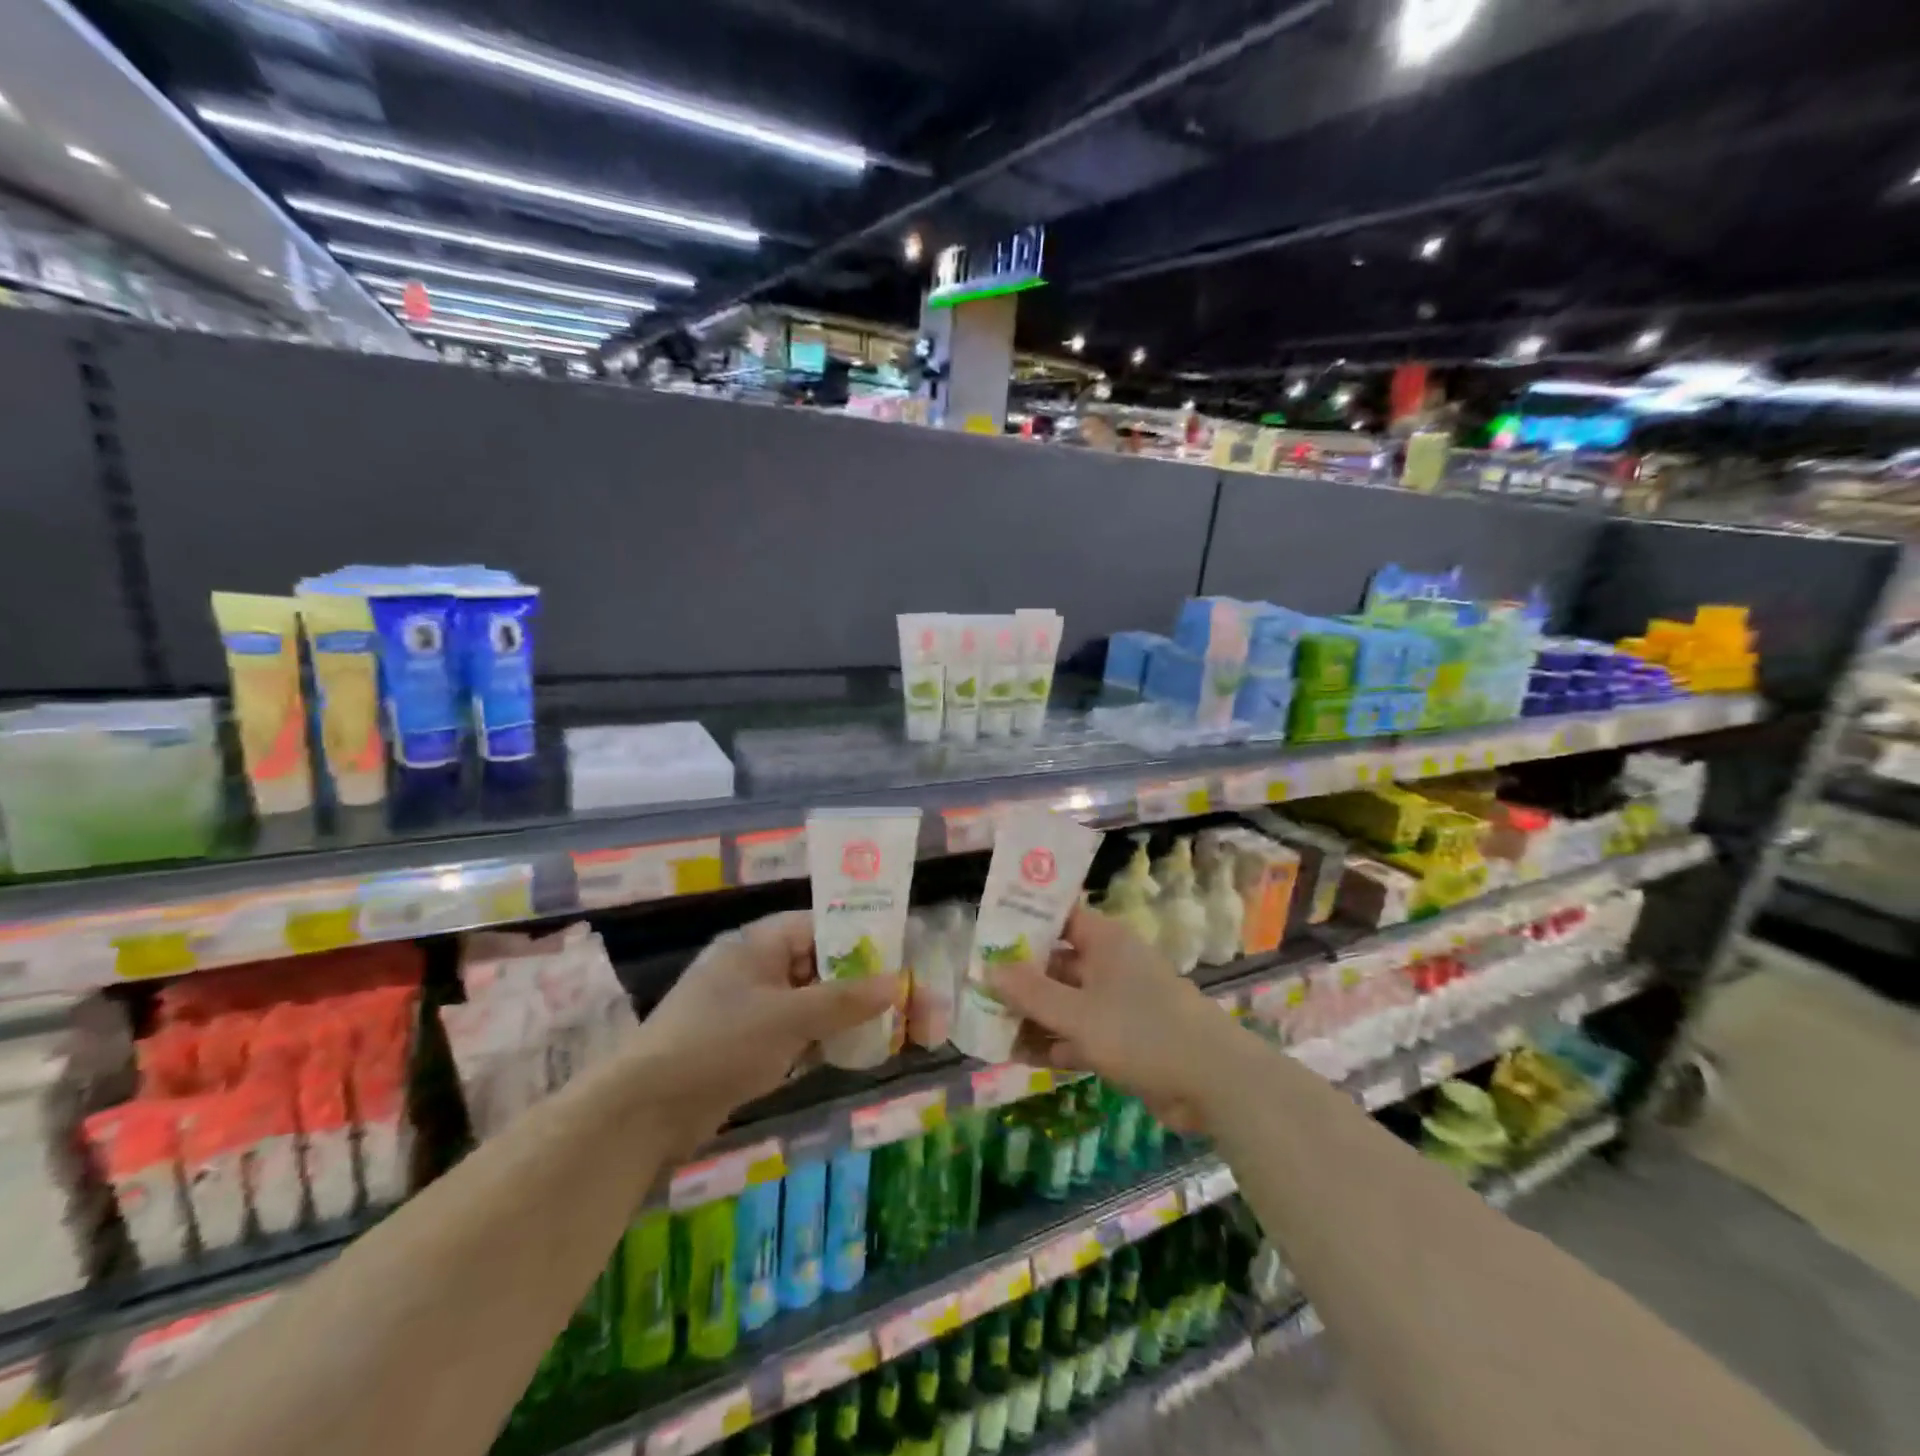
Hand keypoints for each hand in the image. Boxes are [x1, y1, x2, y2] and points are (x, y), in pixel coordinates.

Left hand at [637, 911, 901, 1127]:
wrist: (646, 1110)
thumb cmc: (720, 1043)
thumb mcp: (789, 1017)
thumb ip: (845, 1000)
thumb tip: (896, 982)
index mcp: (758, 944)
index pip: (819, 925)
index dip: (859, 937)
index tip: (897, 955)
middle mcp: (753, 968)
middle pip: (816, 964)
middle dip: (856, 981)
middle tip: (898, 998)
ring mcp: (747, 1007)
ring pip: (807, 1000)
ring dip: (841, 1013)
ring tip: (885, 1027)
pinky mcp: (743, 1044)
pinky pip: (792, 1030)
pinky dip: (818, 1038)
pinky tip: (848, 1053)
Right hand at [991, 905, 1241, 1133]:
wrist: (1212, 1082)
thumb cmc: (1142, 1031)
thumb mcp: (1077, 1013)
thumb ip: (1031, 993)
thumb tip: (989, 968)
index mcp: (1105, 941)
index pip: (1058, 917)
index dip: (1024, 922)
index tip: (988, 935)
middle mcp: (1110, 964)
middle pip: (1057, 963)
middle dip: (1020, 978)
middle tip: (978, 989)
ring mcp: (1118, 1003)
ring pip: (1065, 1002)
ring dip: (1033, 1015)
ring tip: (990, 1028)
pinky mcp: (1124, 1039)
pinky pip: (1079, 1033)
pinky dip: (1055, 1042)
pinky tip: (1021, 1056)